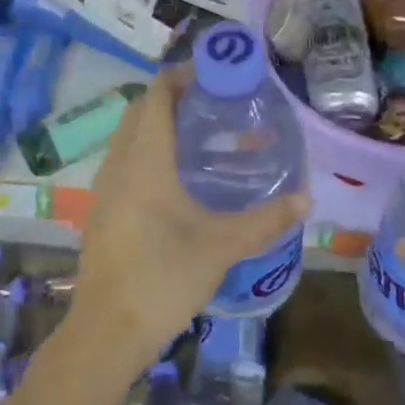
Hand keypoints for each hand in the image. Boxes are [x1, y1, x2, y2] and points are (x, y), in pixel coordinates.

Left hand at [72, 67, 309, 365]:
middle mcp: (118, 164)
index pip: (156, 96)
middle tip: (212, 105)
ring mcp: (103, 189)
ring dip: (155, 125)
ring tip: (197, 137)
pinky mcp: (100, 211)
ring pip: (127, 138)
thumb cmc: (164, 278)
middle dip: (171, 98)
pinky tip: (173, 180)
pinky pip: (121, 163)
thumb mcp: (221, 246)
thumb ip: (265, 220)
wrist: (107, 330)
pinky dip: (145, 152)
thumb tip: (305, 200)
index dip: (180, 77)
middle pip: (139, 111)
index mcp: (145, 161)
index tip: (213, 75)